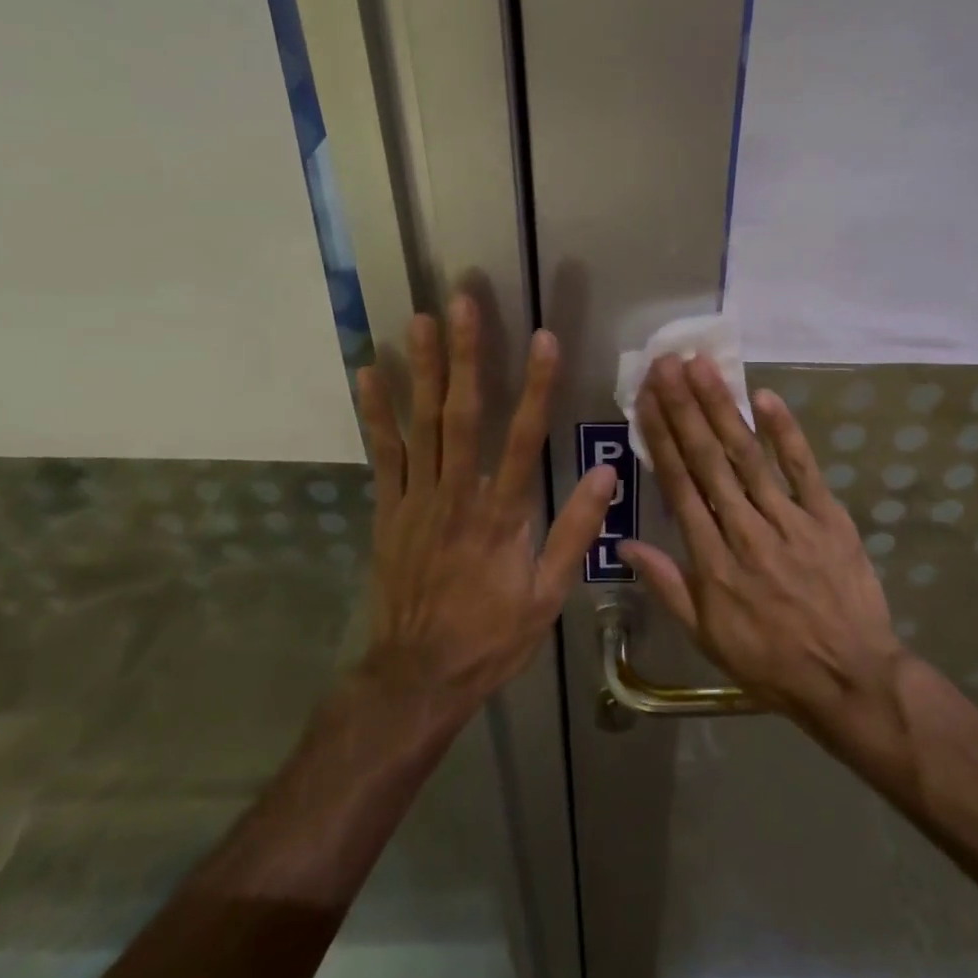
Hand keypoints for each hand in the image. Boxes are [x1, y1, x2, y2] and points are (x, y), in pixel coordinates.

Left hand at [356, 297, 616, 711]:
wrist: (418, 676)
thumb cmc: (491, 636)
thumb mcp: (547, 596)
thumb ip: (575, 531)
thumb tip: (606, 475)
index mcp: (502, 514)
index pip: (524, 437)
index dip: (537, 386)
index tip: (544, 339)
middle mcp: (458, 494)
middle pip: (464, 413)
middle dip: (467, 354)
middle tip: (463, 301)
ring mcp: (417, 499)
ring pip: (422, 423)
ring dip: (424, 368)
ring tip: (421, 318)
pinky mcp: (388, 510)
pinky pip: (383, 453)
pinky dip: (376, 412)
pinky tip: (370, 373)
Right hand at [618, 355, 906, 728]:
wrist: (849, 679)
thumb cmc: (770, 661)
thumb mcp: (707, 636)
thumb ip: (668, 585)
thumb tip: (625, 545)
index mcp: (713, 560)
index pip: (680, 487)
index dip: (660, 439)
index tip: (645, 400)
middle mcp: (745, 530)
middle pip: (708, 460)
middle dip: (683, 408)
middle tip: (665, 364)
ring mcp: (790, 520)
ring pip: (749, 456)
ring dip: (723, 408)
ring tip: (701, 367)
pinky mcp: (829, 518)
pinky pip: (804, 469)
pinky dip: (786, 433)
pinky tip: (765, 397)